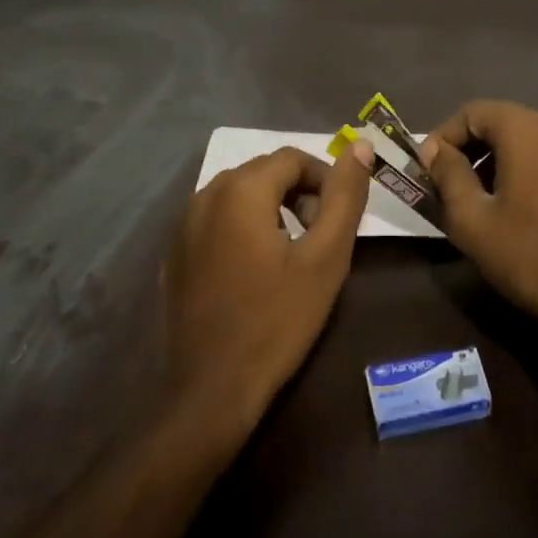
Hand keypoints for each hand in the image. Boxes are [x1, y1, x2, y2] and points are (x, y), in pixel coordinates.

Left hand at [163, 142, 372, 432]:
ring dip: (272, 209)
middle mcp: (205, 195)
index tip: (339, 218)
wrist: (211, 391)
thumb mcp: (325, 257)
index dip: (324, 180)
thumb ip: (345, 196)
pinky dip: (244, 228)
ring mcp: (184, 225)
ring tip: (292, 254)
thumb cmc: (277, 320)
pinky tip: (256, 272)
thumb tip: (361, 146)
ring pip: (240, 195)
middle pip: (265, 173)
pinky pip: (217, 221)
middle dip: (299, 194)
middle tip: (320, 237)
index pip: (293, 158)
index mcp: (241, 190)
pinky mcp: (175, 254)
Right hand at [421, 101, 537, 351]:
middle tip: (444, 182)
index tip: (426, 169)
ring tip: (470, 196)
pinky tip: (505, 207)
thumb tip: (435, 150)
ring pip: (520, 140)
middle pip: (498, 122)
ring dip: (490, 159)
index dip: (443, 136)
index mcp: (525, 130)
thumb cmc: (527, 254)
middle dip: (466, 147)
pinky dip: (516, 169)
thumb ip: (448, 175)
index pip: (472, 112)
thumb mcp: (471, 218)